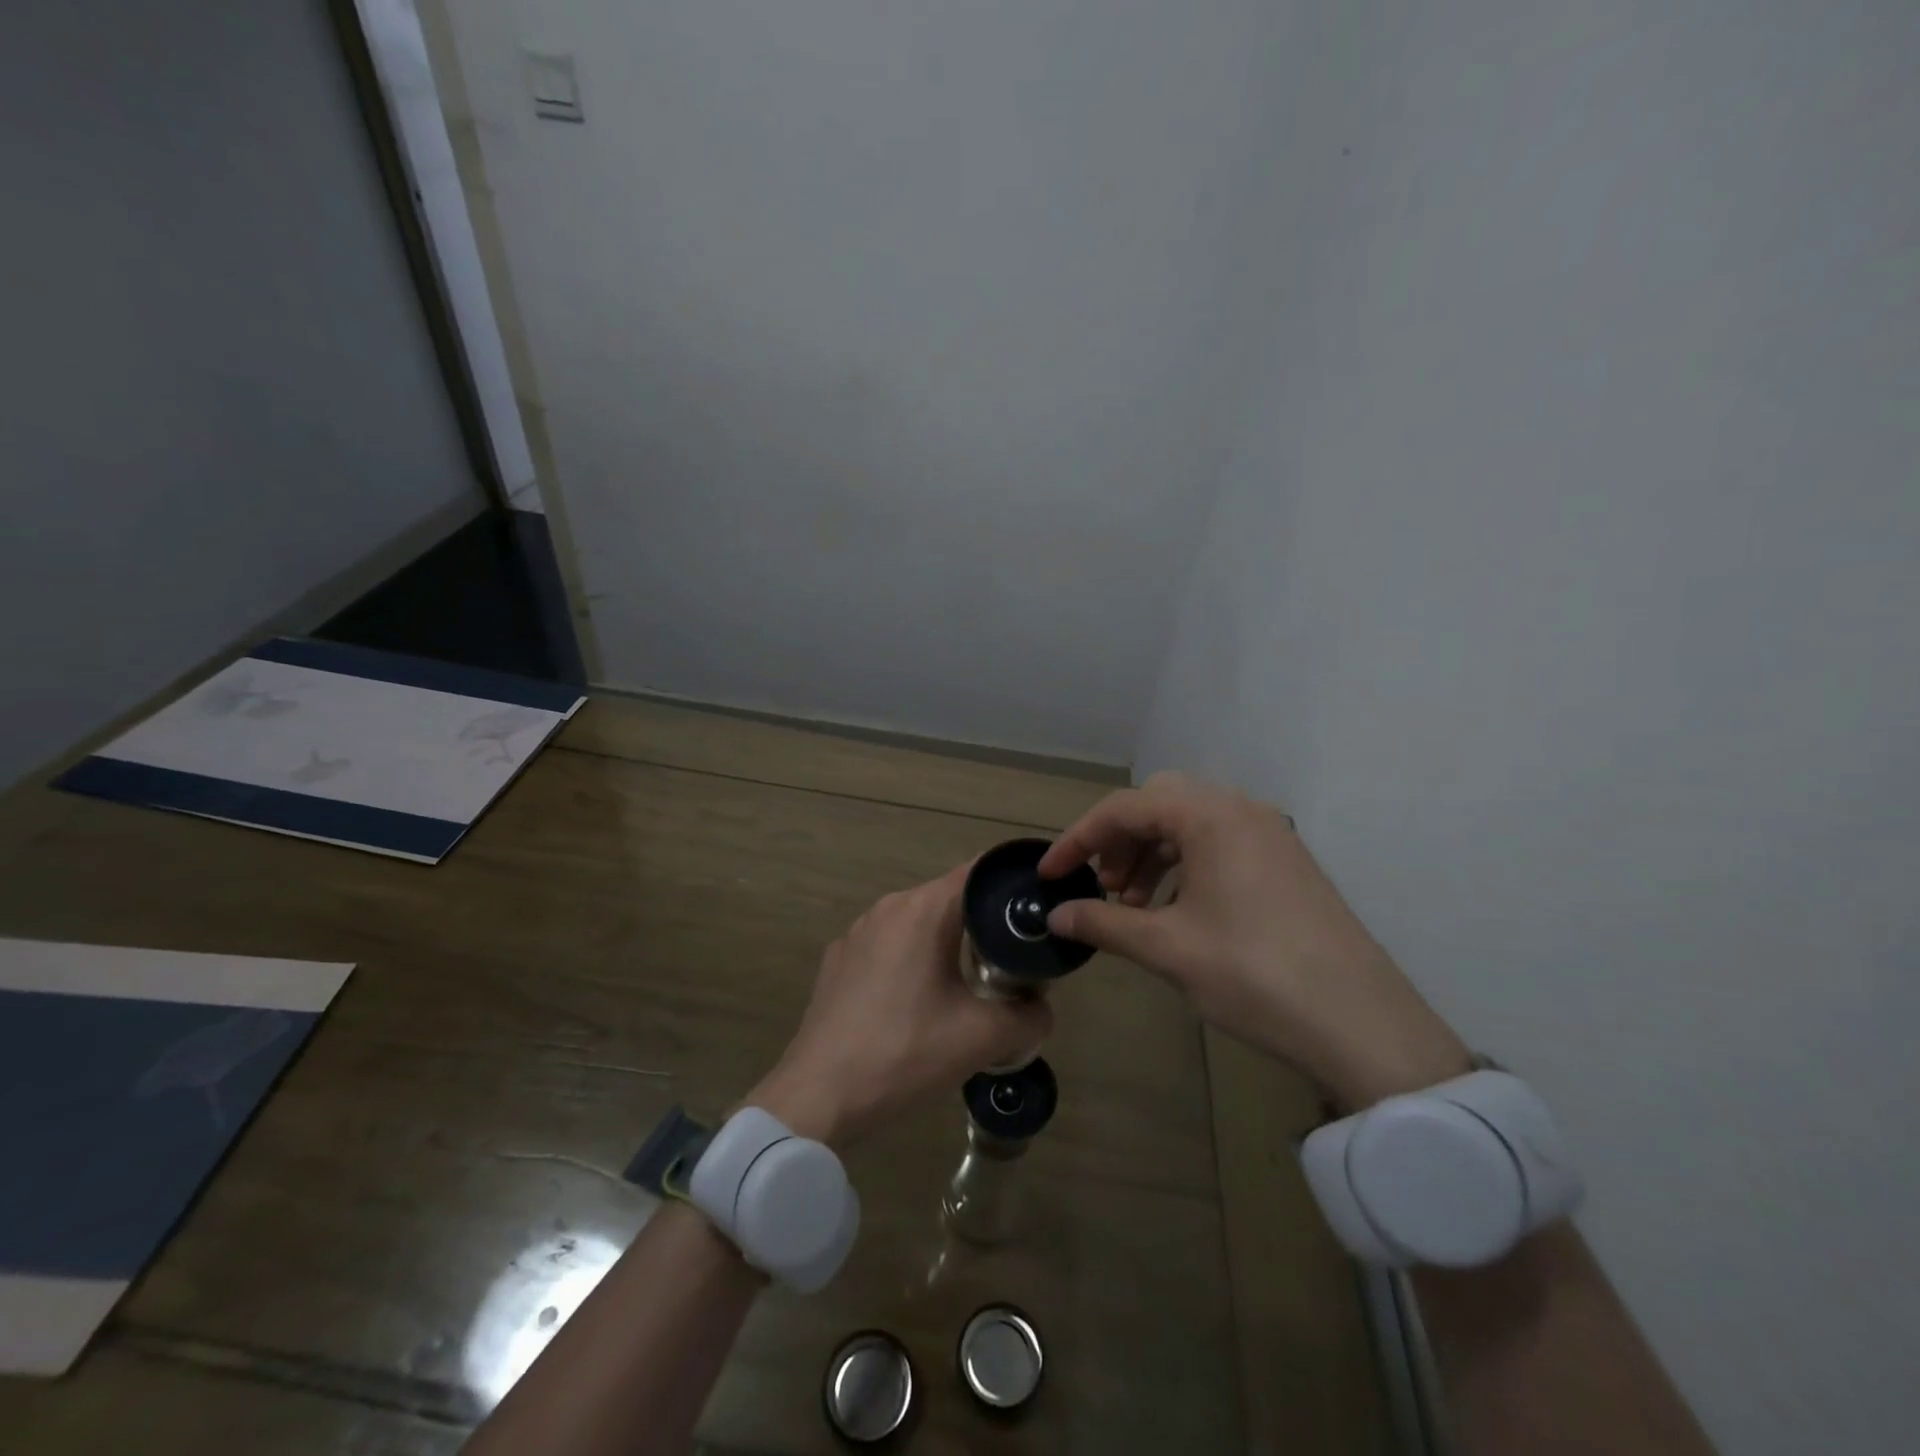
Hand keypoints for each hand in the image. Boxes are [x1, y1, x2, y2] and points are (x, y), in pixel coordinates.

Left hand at [749, 863, 1050, 1147]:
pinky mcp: (838, 959)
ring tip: (966, 985)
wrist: (818, 1094)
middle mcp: (888, 907)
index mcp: (923, 910)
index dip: (1011, 886)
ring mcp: (857, 932)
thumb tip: (1042, 1008)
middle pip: (949, 899)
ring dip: (944, 944)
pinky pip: (888, 945)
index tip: (1036, 910)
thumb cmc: (903, 1052)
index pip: (978, 873)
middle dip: (982, 923)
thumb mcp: (981, 1038)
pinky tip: (914, 1004)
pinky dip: (910, 960)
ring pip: (917, 922)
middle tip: (1009, 961)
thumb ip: (1029, 1017)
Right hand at [1039, 772, 1469, 1108]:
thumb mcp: (1168, 948)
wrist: (1361, 1024)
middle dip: (1119, 840)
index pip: (1124, 808)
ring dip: (1151, 854)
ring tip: (1133, 904)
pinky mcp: (1285, 862)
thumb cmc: (1254, 974)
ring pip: (1189, 823)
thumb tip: (1056, 916)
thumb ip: (1104, 922)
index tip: (1049, 875)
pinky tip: (1176, 909)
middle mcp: (1241, 810)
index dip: (1078, 840)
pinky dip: (1184, 865)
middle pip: (1158, 803)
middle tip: (1102, 886)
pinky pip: (1219, 843)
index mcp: (1210, 816)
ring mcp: (1270, 834)